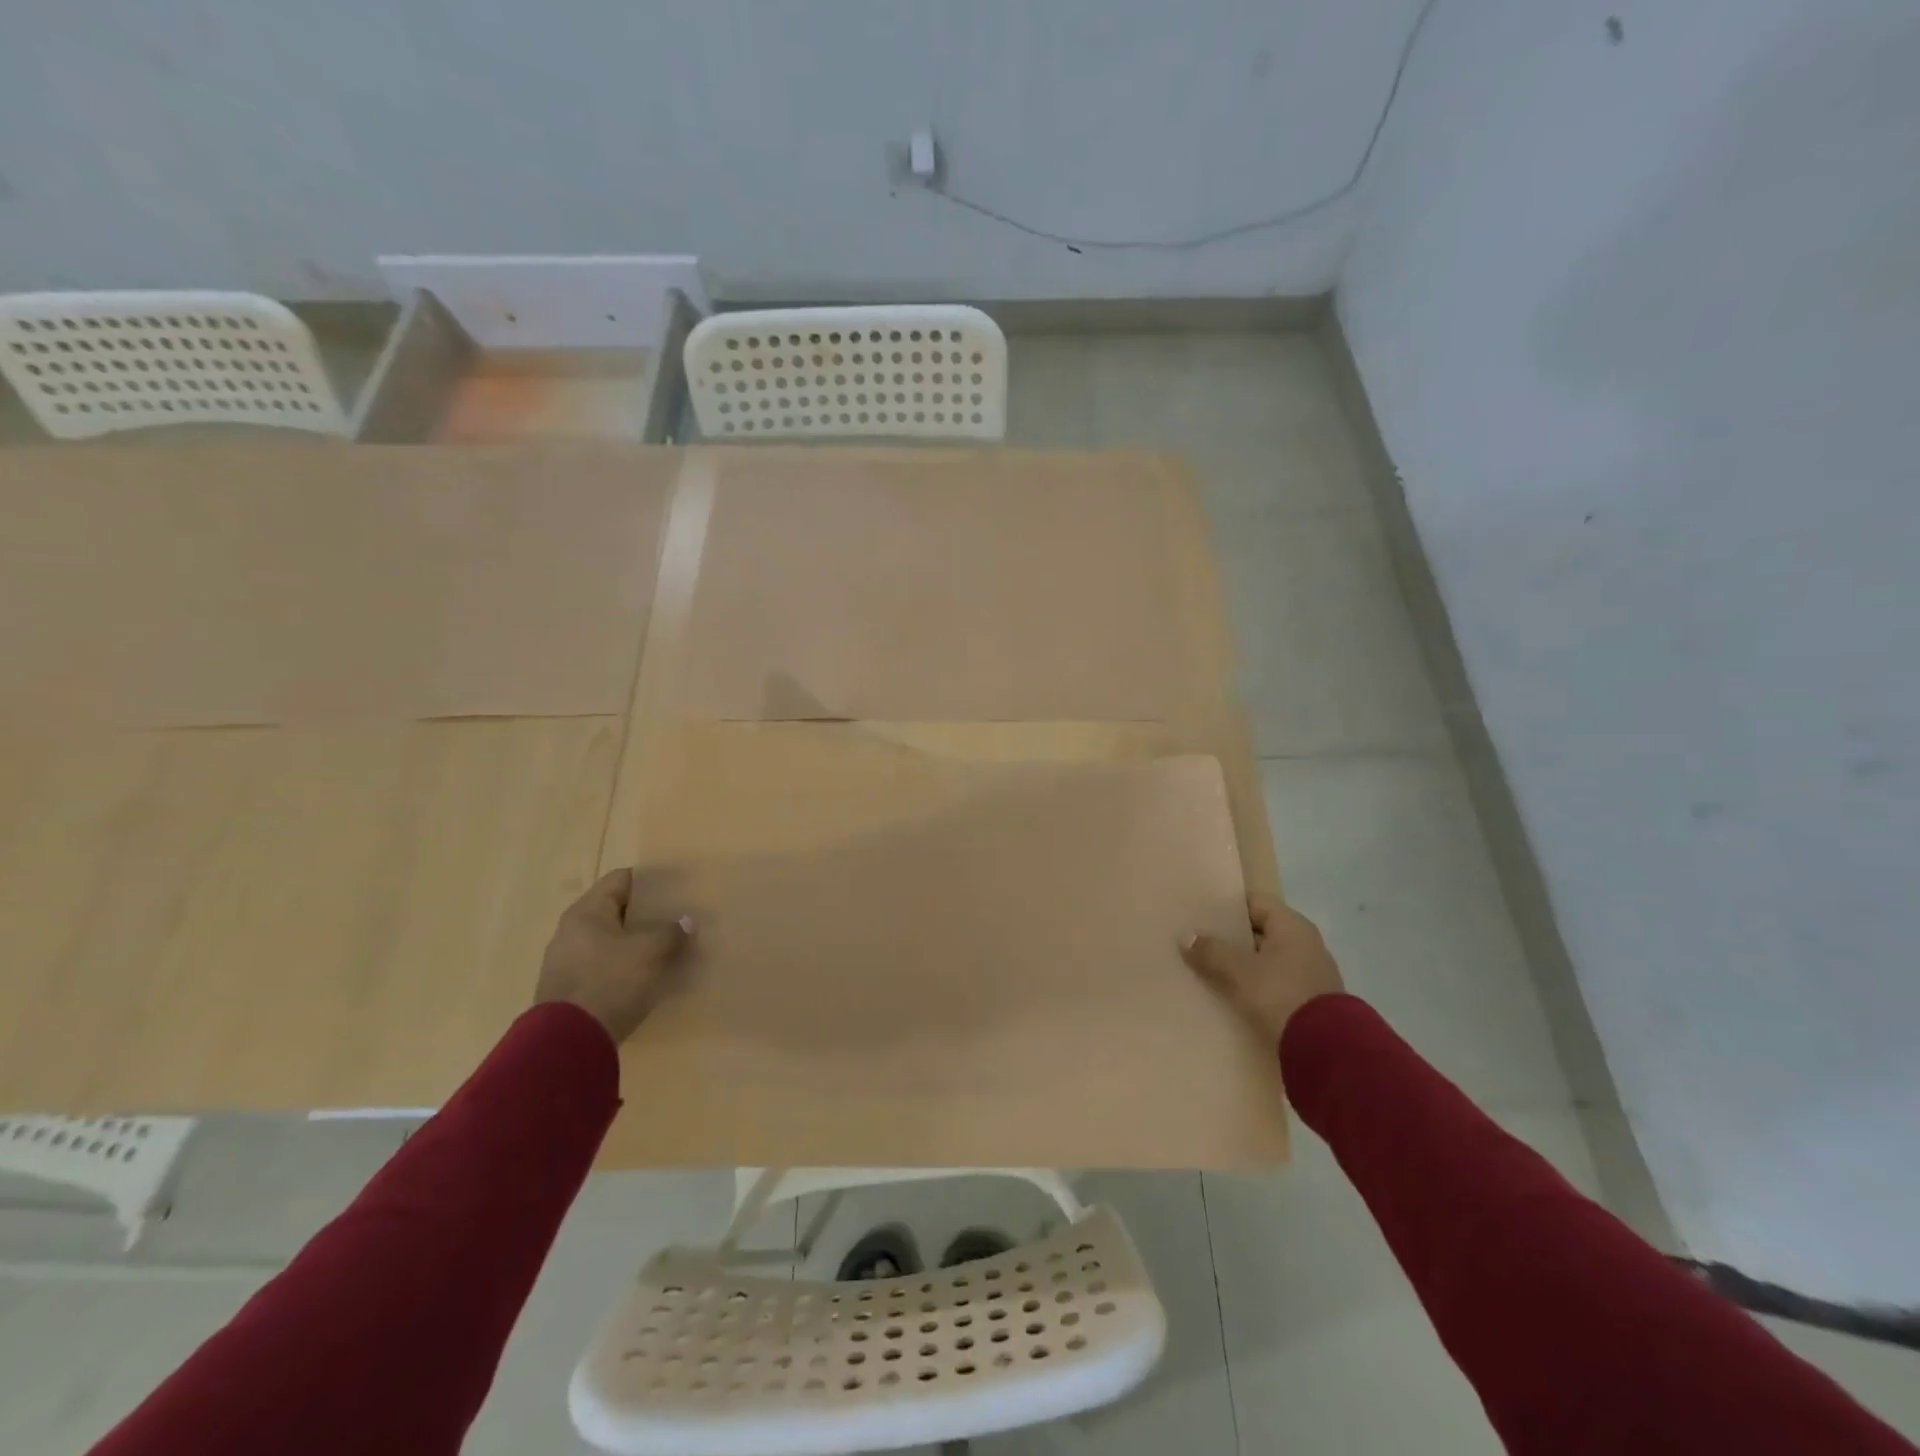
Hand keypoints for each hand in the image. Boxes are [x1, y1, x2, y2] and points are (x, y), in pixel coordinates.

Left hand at [534, 868, 695, 1043]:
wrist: (568, 1042)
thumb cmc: (610, 981)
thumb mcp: (650, 952)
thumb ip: (671, 932)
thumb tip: (686, 921)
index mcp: (587, 912)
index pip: (622, 879)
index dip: (650, 879)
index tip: (676, 886)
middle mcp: (572, 931)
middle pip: (616, 911)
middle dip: (647, 914)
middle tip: (678, 917)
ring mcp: (568, 962)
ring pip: (612, 941)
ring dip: (638, 943)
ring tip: (669, 947)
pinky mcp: (571, 990)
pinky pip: (605, 967)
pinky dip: (627, 966)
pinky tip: (649, 976)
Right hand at [1181, 894, 1344, 1043]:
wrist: (1325, 1049)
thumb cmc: (1281, 994)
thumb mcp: (1239, 971)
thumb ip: (1211, 952)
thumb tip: (1186, 937)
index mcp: (1292, 926)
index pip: (1255, 902)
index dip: (1228, 906)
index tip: (1202, 912)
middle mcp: (1305, 943)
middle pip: (1261, 931)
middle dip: (1231, 937)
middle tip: (1199, 940)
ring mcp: (1310, 972)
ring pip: (1267, 959)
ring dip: (1242, 963)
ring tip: (1209, 967)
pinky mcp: (1310, 1000)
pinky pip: (1275, 982)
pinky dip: (1255, 984)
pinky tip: (1232, 993)